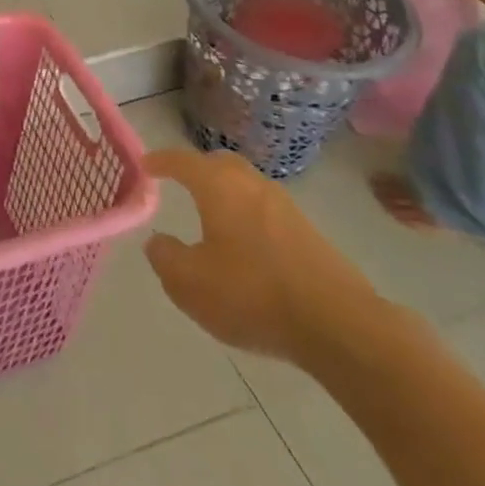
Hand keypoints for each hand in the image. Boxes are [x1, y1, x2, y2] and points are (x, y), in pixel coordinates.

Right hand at [144, 149, 383, 366]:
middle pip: (220, 164)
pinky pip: (267, 211)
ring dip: (226, 192)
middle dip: (198, 168)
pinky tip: (246, 246)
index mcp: (218, 187)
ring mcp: (286, 207)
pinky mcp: (309, 234)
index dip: (161, 161)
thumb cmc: (252, 294)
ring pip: (247, 186)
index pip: (183, 161)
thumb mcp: (190, 284)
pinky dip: (248, 216)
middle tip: (180, 181)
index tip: (146, 164)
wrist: (339, 325)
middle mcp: (252, 185)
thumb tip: (158, 241)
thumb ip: (166, 258)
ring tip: (212, 214)